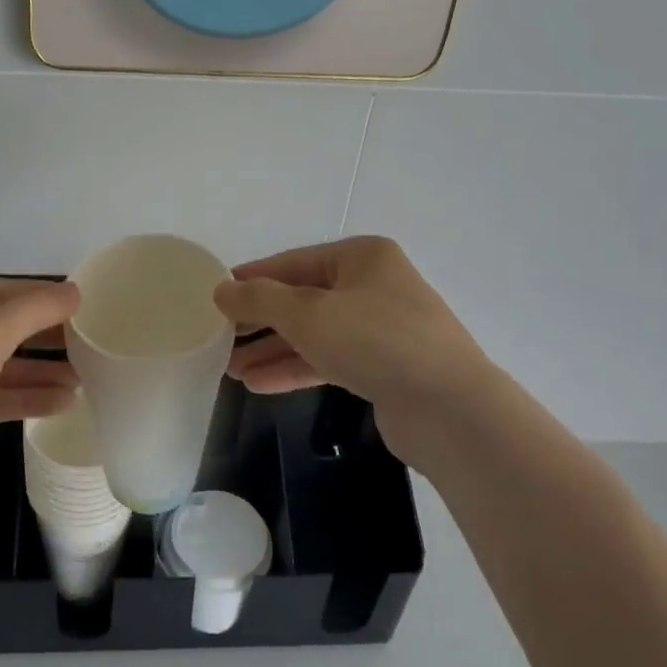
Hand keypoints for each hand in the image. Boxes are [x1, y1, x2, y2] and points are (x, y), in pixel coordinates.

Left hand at [0, 279, 80, 530]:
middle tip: (90, 344)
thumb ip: (33, 311)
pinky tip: (61, 403)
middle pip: (0, 329)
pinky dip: (22, 399)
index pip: (1, 292)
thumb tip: (73, 291)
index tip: (86, 307)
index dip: (43, 298)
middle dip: (45, 338)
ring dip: (39, 372)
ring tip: (85, 378)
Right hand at [214, 237, 494, 468]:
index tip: (217, 294)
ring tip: (230, 369)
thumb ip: (259, 299)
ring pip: (315, 334)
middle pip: (303, 299)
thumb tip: (221, 290)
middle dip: (260, 321)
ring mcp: (381, 329)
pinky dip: (296, 369)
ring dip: (273, 350)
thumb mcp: (307, 313)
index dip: (253, 278)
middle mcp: (373, 286)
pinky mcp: (383, 367)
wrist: (449, 408)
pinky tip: (259, 385)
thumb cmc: (375, 340)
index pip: (294, 262)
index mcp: (362, 258)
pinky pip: (329, 360)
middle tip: (219, 338)